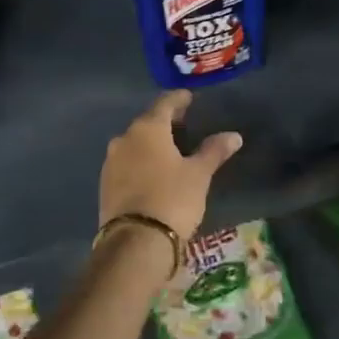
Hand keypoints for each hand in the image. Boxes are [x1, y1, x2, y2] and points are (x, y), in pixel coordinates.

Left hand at [99, 90, 243, 243]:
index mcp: (147, 129)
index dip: (178, 99)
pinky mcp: (105, 185)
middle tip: (183, 124)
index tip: (189, 97)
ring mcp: (111, 162)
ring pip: (134, 144)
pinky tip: (153, 172)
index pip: (164, 104)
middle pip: (147, 123)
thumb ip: (214, 151)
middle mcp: (124, 139)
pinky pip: (126, 164)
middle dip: (164, 122)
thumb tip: (234, 136)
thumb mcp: (199, 174)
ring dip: (151, 143)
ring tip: (170, 150)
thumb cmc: (172, 198)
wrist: (135, 242)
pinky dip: (141, 162)